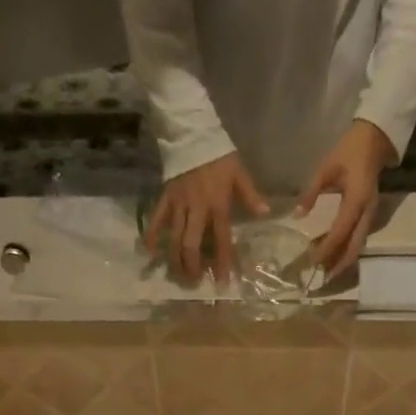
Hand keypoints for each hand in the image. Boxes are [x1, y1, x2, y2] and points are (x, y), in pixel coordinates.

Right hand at [145, 153, 269, 287]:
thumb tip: (266, 214)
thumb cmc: (219, 156)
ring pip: (174, 237)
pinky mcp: (165, 197)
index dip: (223, 262)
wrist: (192, 132)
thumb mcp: (239, 173)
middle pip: (191, 244)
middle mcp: (197, 209)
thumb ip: (251, 196)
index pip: (221, 239)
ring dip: (175, 259)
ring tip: (178, 274)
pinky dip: (152, 234)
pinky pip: (156, 218)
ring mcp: (178, 204)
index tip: (222, 282)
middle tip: (195, 281)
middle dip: (192, 266)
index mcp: (217, 204)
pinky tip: (149, 251)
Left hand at [295, 120, 394, 274]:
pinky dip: (346, 250)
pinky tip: (333, 255)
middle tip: (322, 278)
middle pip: (354, 247)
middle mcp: (367, 212)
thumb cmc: (348, 151)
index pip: (340, 231)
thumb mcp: (326, 168)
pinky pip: (358, 238)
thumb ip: (311, 192)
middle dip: (339, 264)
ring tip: (326, 271)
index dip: (326, 248)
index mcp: (356, 200)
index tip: (312, 260)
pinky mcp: (369, 215)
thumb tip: (297, 216)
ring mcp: (371, 215)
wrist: (374, 140)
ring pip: (358, 246)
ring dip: (343, 260)